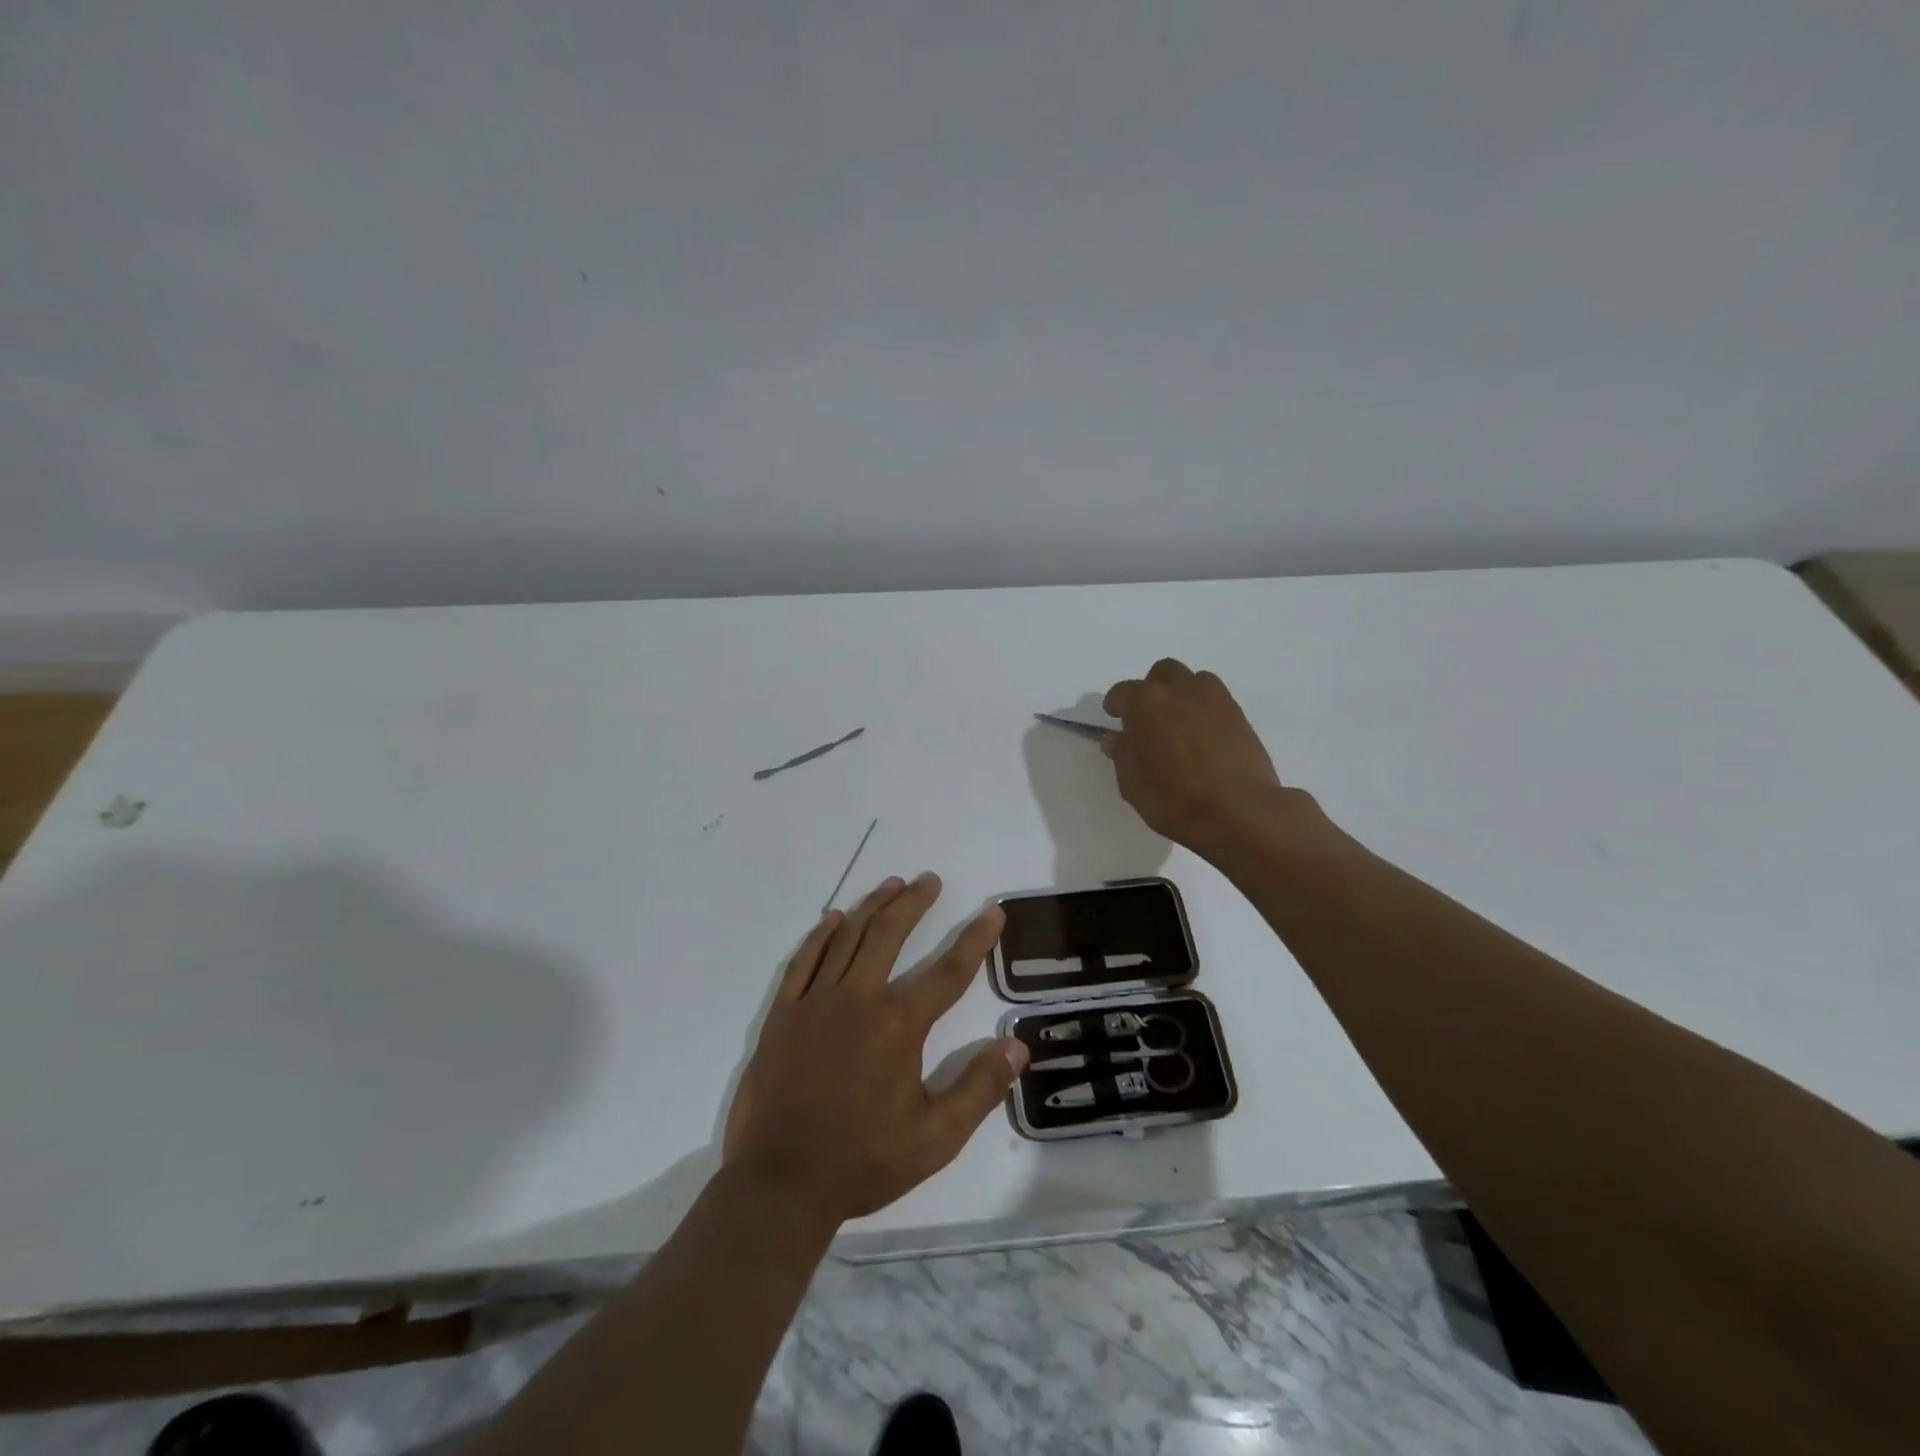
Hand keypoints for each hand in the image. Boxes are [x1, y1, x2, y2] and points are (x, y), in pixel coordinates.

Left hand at [723, 874, 1027, 1227]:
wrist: (781, 1184)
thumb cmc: (863, 1162)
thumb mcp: (935, 1138)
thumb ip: (979, 1088)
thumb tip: (1017, 1045)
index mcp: (899, 1025)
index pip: (948, 971)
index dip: (976, 938)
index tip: (993, 911)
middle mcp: (859, 999)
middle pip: (890, 934)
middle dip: (914, 902)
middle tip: (929, 880)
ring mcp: (816, 1002)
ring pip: (848, 937)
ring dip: (872, 906)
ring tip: (892, 884)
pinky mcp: (783, 1014)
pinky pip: (803, 961)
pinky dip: (820, 935)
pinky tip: (833, 918)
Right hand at [1102, 658, 1288, 856]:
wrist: (1238, 811)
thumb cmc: (1173, 798)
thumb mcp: (1132, 783)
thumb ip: (1123, 755)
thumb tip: (1118, 739)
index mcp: (1145, 702)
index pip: (1122, 692)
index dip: (1115, 706)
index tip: (1115, 720)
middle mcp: (1179, 690)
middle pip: (1161, 673)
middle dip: (1152, 690)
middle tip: (1149, 718)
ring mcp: (1214, 698)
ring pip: (1193, 680)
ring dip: (1181, 694)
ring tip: (1179, 723)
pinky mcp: (1239, 713)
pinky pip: (1216, 699)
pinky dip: (1205, 709)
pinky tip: (1202, 736)